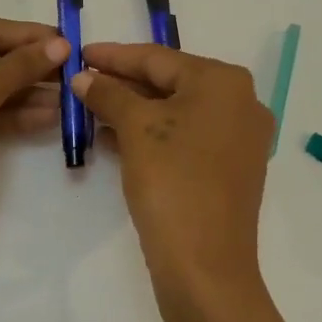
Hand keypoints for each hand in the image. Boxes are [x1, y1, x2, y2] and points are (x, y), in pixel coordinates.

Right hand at [72, 43, 274, 321]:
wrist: (205, 267)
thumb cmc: (172, 182)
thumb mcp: (136, 129)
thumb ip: (109, 94)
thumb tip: (84, 78)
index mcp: (224, 82)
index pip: (158, 58)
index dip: (114, 55)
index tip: (80, 53)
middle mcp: (240, 103)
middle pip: (170, 82)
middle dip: (123, 84)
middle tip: (82, 81)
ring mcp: (239, 139)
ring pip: (176, 112)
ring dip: (134, 110)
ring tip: (90, 109)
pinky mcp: (230, 170)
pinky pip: (186, 138)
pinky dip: (152, 135)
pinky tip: (115, 139)